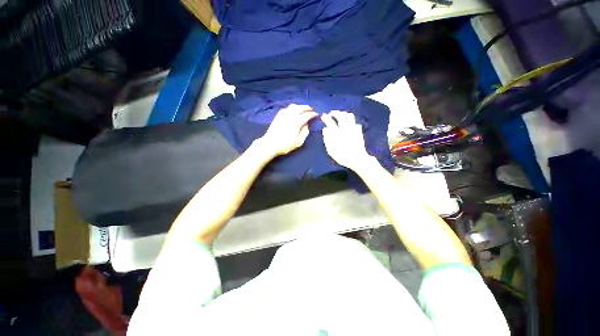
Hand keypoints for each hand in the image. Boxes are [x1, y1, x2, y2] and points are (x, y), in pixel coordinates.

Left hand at [259, 104, 317, 155]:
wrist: (270, 144)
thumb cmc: (285, 145)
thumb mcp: (298, 142)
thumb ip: (304, 133)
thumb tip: (307, 125)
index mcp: (296, 123)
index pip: (306, 115)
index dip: (312, 114)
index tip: (316, 115)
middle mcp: (290, 116)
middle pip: (300, 108)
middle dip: (307, 108)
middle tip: (311, 110)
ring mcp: (283, 115)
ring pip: (293, 106)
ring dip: (300, 106)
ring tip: (303, 110)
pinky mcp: (278, 116)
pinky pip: (287, 108)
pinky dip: (292, 108)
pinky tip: (293, 111)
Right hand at [321, 110, 371, 169]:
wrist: (357, 159)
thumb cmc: (342, 156)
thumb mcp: (330, 150)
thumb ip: (327, 139)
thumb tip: (325, 129)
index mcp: (336, 132)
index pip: (329, 121)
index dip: (325, 117)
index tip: (323, 116)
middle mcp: (345, 128)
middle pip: (340, 115)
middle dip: (334, 112)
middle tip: (331, 113)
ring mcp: (353, 128)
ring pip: (349, 116)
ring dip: (344, 114)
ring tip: (341, 115)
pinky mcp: (359, 131)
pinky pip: (356, 123)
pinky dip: (352, 122)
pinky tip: (350, 124)